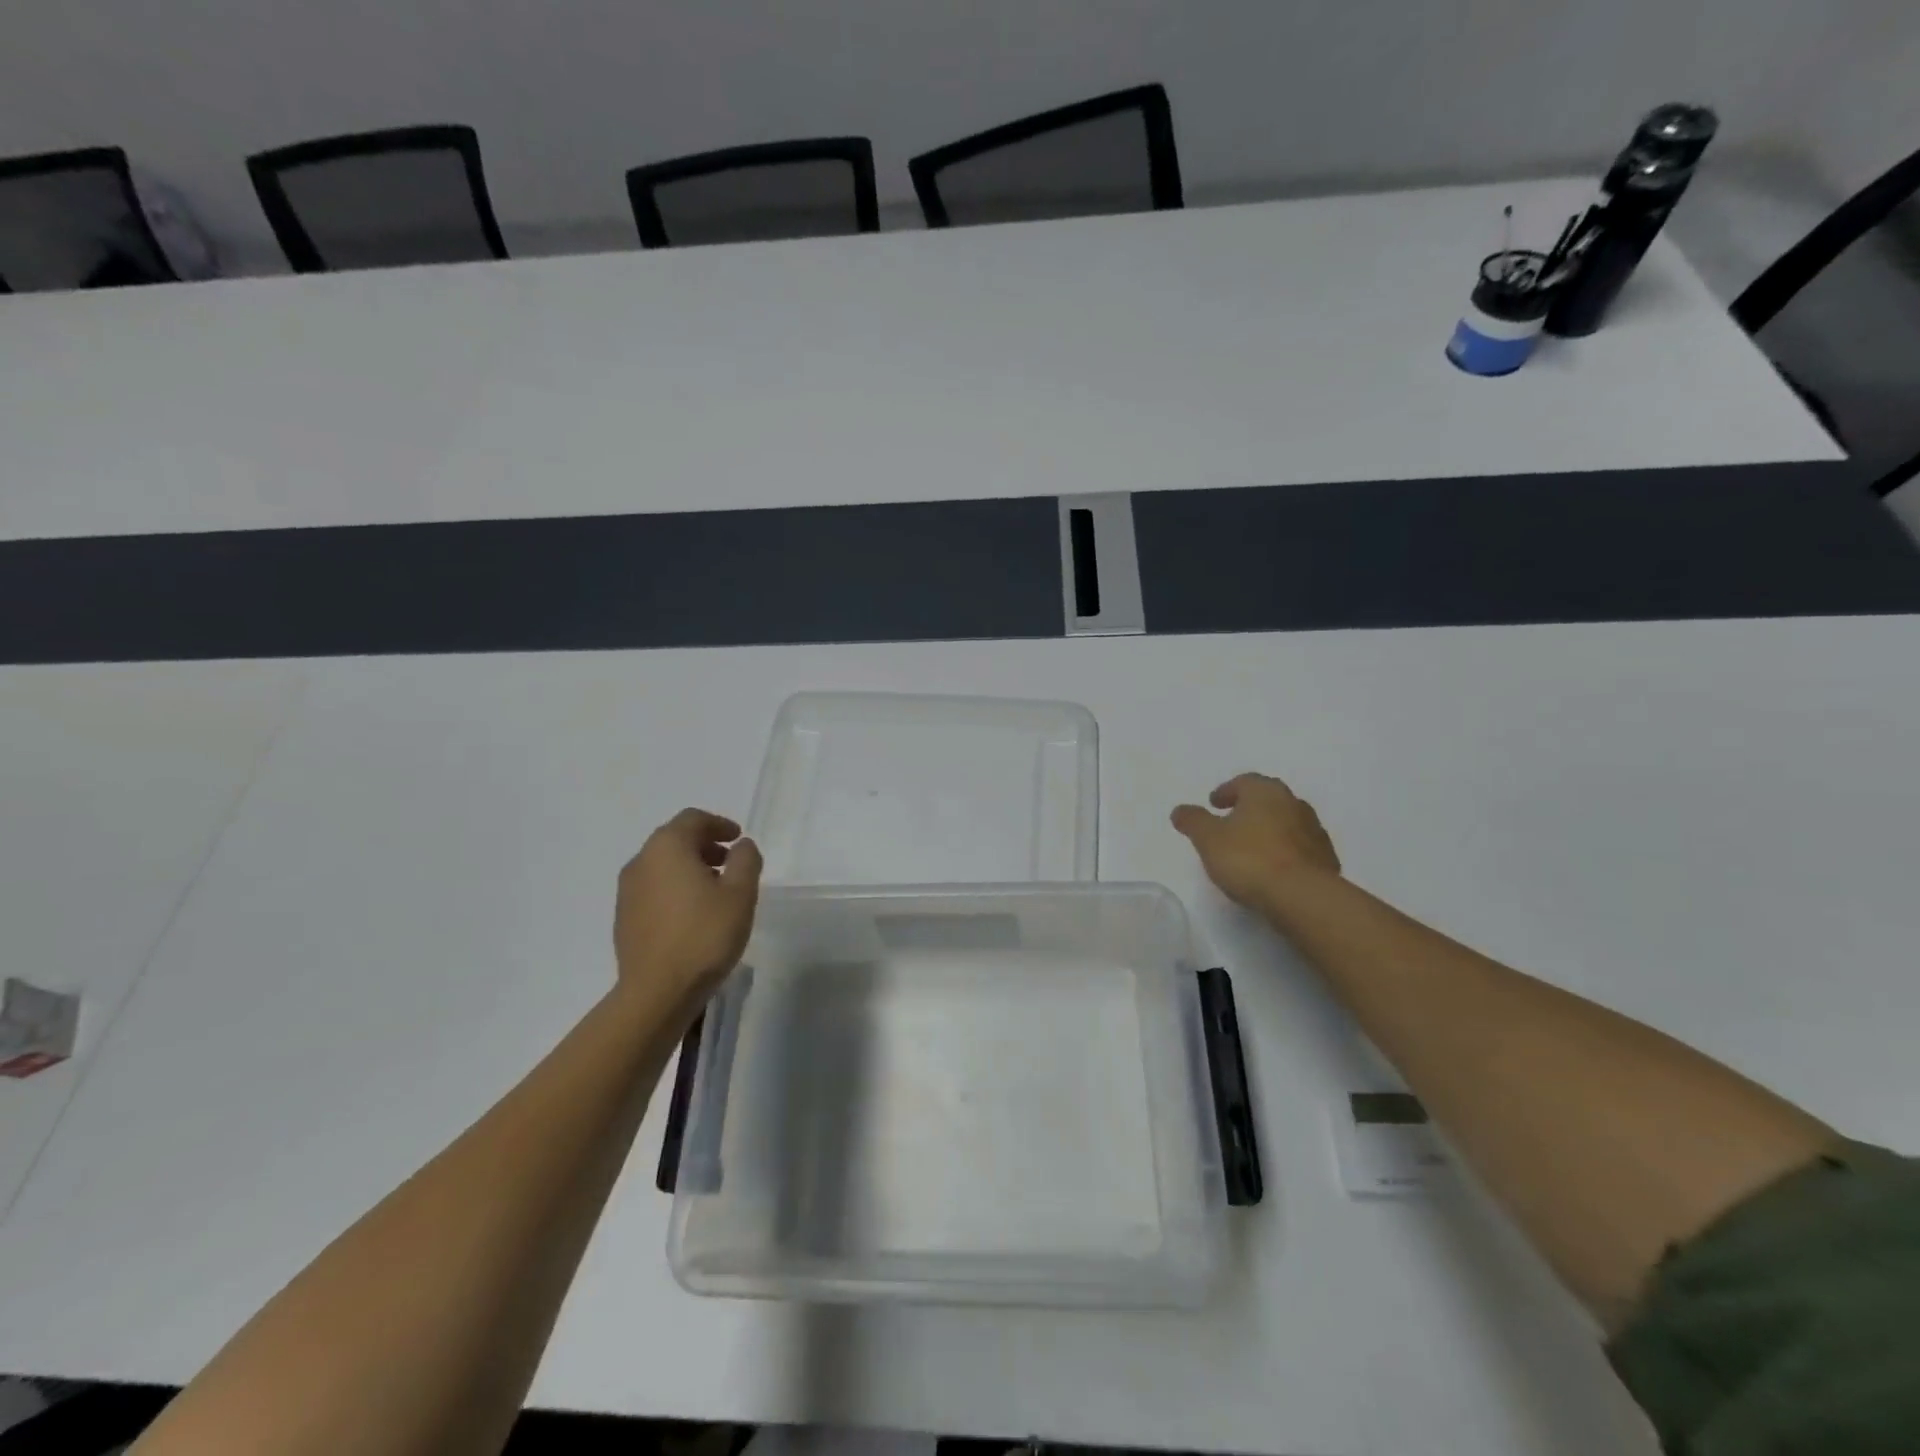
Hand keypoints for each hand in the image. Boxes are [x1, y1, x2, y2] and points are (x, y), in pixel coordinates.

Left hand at [614, 809, 762, 1009]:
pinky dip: (674, 887)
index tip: (738, 838)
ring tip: (715, 889)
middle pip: (674, 839)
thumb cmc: (704, 935)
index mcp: (668, 847)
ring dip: (689, 866)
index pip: (693, 819)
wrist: (657, 992)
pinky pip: (653, 888)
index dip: (718, 824)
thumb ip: (745, 860)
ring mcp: (627, 891)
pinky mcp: (623, 917)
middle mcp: (641, 861)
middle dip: (704, 845)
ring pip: (662, 864)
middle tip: (730, 862)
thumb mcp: (740, 893)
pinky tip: (693, 913)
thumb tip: (741, 846)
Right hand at [1171, 773, 1340, 909]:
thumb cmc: (1249, 858)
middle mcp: (1294, 804)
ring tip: (1250, 850)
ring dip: (1268, 831)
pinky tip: (1272, 870)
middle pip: (1268, 801)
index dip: (1226, 791)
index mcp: (1265, 792)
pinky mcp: (1326, 859)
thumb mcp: (1207, 838)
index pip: (1244, 782)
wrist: (1302, 896)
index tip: (1214, 804)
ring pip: (1285, 824)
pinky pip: (1299, 849)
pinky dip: (1284, 853)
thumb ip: (1193, 821)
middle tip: (1231, 823)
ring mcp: (1314, 832)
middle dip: (1249, 809)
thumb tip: (1180, 810)